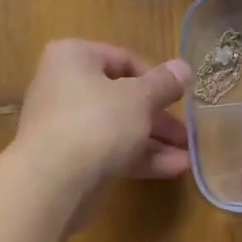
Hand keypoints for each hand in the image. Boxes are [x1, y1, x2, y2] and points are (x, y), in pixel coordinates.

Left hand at [13, 40, 192, 213]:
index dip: (157, 79)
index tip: (181, 97)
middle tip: (187, 134)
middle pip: (122, 97)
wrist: (53, 183)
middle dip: (159, 118)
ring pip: (118, 128)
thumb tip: (184, 68)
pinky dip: (139, 158)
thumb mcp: (139, 98)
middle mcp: (64, 87)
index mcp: (74, 58)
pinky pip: (110, 152)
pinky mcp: (70, 160)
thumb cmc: (97, 123)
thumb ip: (164, 84)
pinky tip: (173, 169)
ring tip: (188, 157)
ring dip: (154, 142)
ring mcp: (65, 126)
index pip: (123, 59)